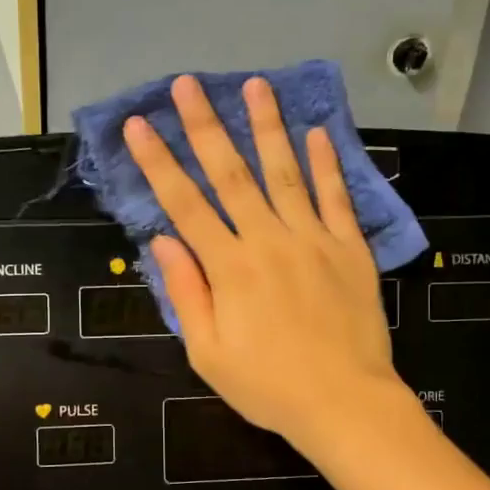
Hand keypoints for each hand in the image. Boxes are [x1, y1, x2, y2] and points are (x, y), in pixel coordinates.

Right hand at [124, 75, 405, 455]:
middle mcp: (268, 241)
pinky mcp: (350, 249)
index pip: (185, 204)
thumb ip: (187, 293)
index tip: (140, 125)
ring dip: (267, 127)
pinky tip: (317, 133)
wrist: (345, 404)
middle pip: (231, 174)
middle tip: (188, 84)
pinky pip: (336, 198)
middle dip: (205, 126)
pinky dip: (326, 164)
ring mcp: (313, 240)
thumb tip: (164, 241)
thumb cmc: (268, 386)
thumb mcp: (208, 354)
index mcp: (229, 269)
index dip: (158, 162)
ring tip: (256, 85)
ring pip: (285, 173)